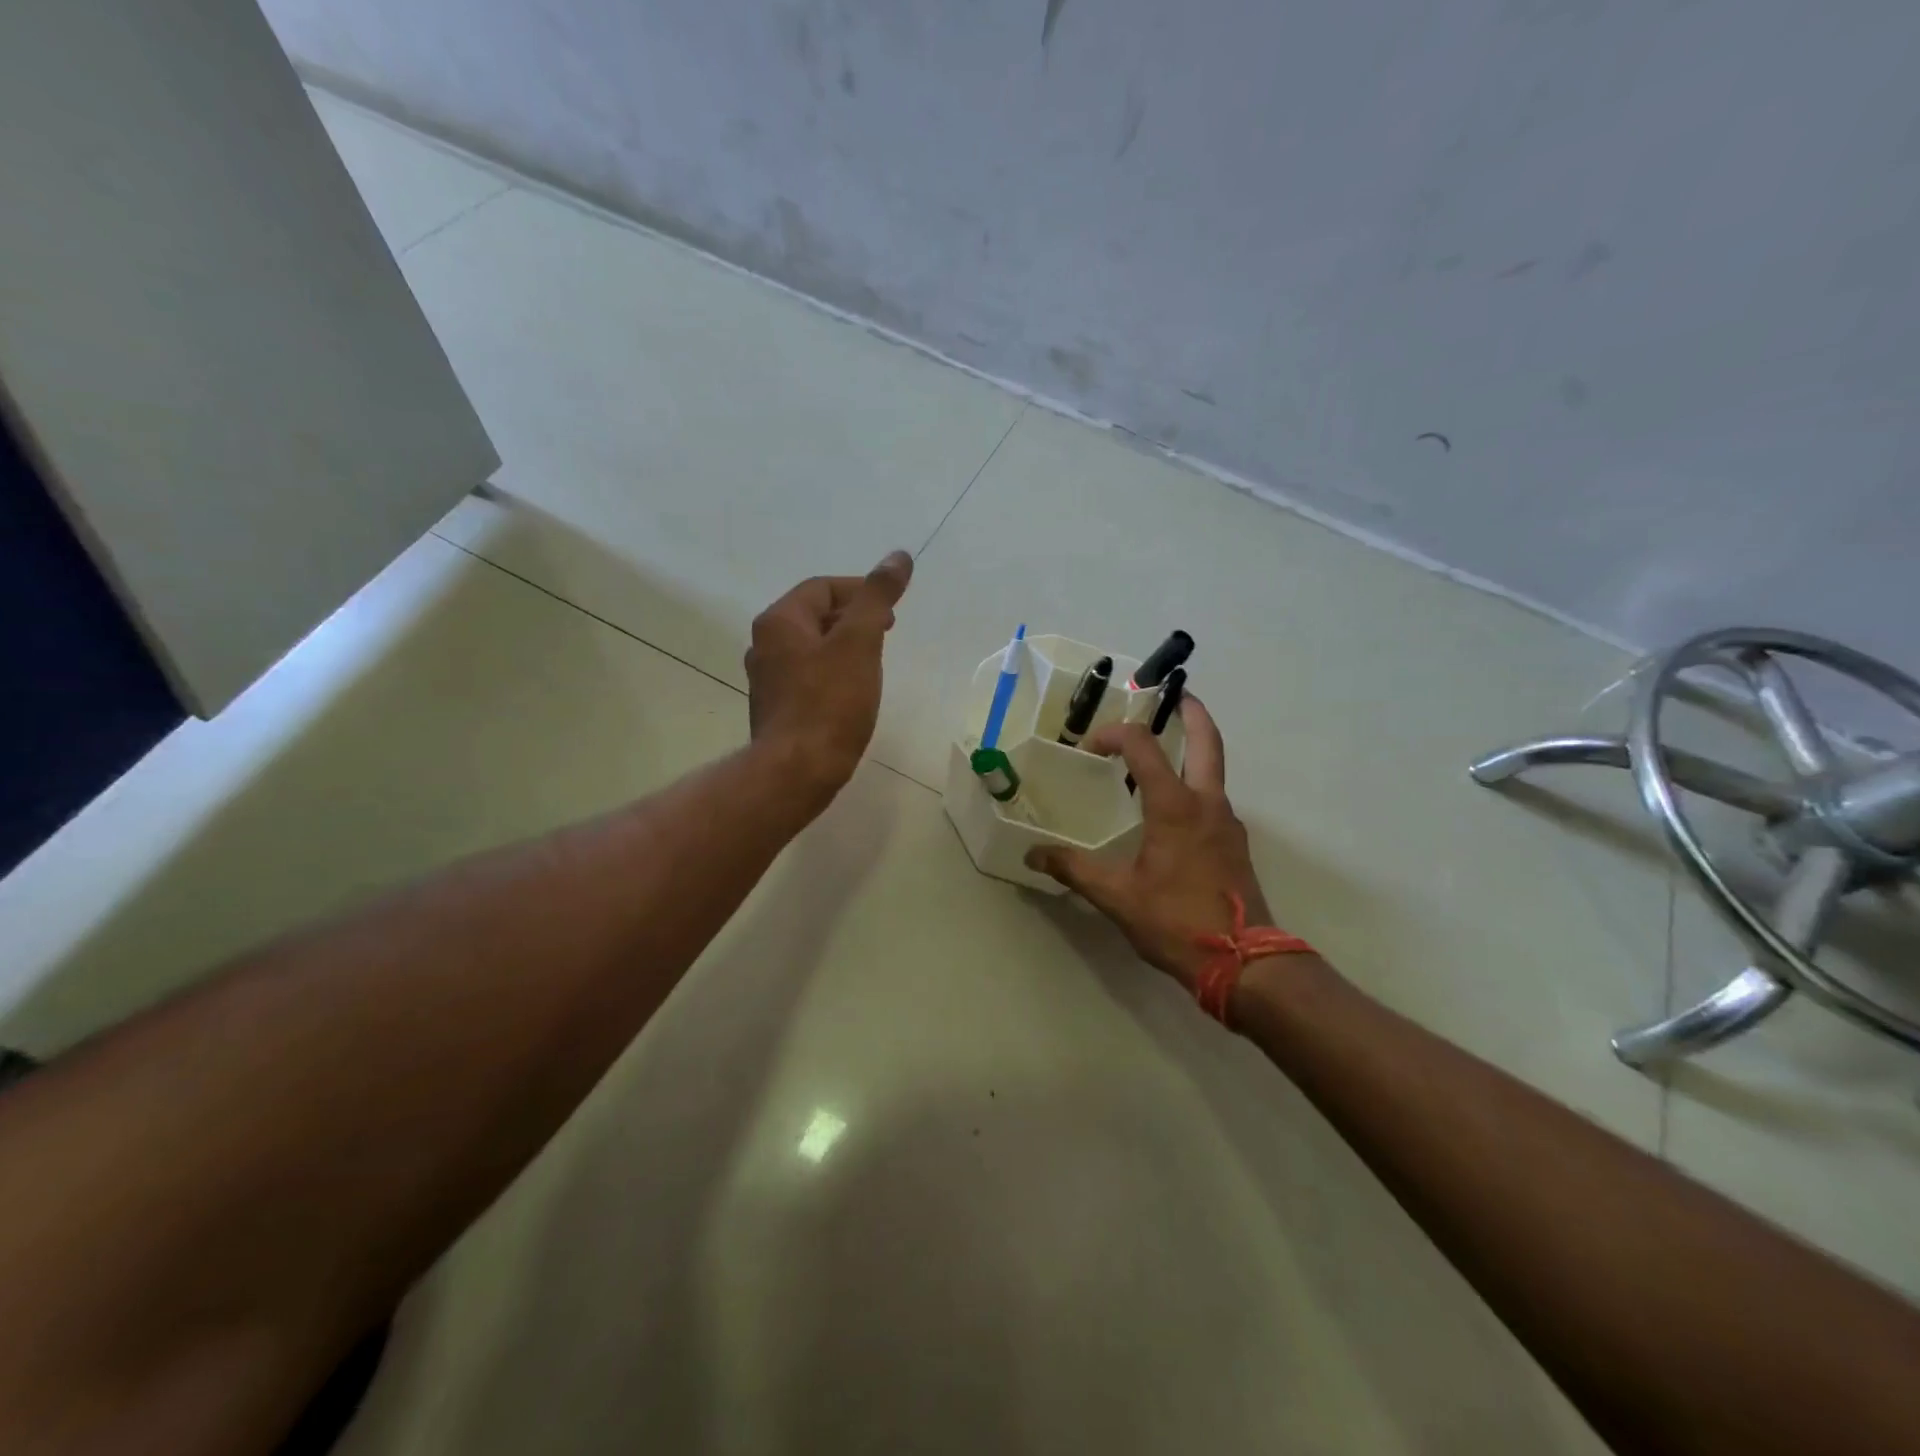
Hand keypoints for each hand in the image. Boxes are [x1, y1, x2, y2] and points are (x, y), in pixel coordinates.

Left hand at [746, 550, 913, 798]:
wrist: (797, 771)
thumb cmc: (829, 703)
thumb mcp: (860, 642)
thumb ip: (877, 597)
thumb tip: (898, 556)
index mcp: (779, 621)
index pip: (822, 588)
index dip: (860, 591)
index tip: (891, 611)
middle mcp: (765, 644)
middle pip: (815, 615)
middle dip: (854, 618)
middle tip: (887, 633)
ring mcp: (767, 679)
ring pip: (812, 648)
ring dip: (844, 646)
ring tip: (874, 662)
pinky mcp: (777, 708)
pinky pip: (808, 676)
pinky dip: (833, 673)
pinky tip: (852, 693)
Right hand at [1026, 696, 1272, 989]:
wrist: (1245, 962)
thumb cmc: (1176, 921)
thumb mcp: (1117, 897)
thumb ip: (1074, 870)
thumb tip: (1033, 855)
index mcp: (1175, 806)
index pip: (1142, 747)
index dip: (1114, 735)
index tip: (1089, 747)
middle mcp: (1206, 803)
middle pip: (1207, 740)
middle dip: (1192, 712)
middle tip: (1175, 693)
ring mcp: (1227, 822)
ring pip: (1214, 769)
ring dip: (1194, 747)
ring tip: (1164, 748)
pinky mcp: (1234, 843)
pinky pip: (1213, 797)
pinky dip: (1195, 783)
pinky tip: (1172, 807)